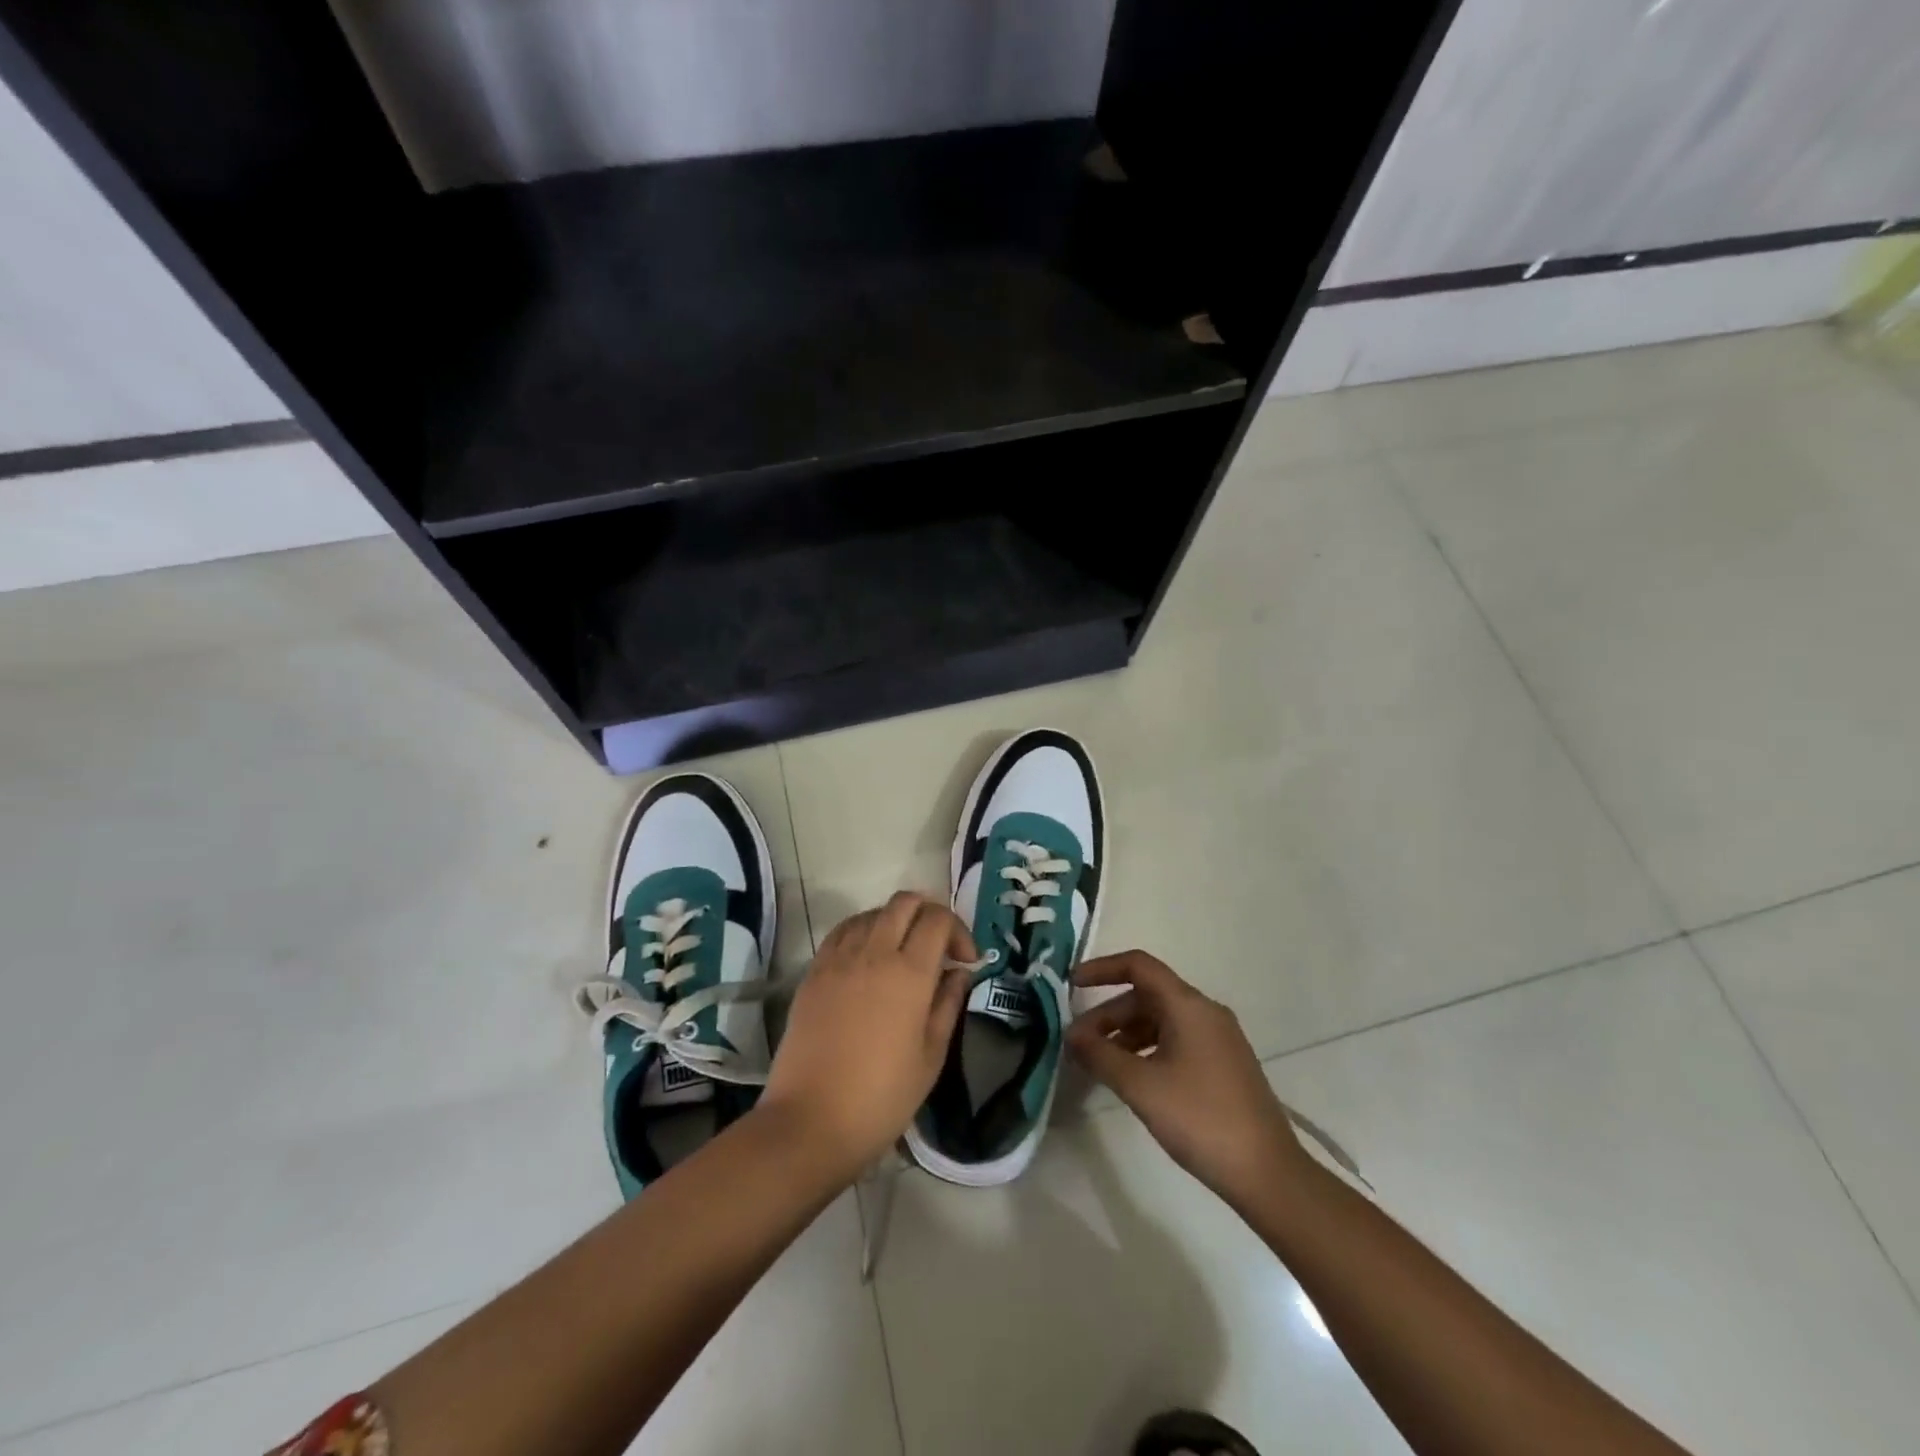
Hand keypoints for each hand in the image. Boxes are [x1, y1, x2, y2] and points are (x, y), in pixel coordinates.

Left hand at [760, 892, 974, 1184]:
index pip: (938, 920)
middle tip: (938, 946)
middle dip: (929, 913)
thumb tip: (959, 972)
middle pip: (905, 902)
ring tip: (903, 952)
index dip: (958, 931)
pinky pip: (843, 931)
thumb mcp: (931, 1056)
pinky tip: (868, 959)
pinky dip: (863, 931)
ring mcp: (839, 959)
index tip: (965, 960)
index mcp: (910, 973)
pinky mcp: (814, 971)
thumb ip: (948, 1004)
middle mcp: (874, 952)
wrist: (811, 1121)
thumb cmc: (882, 1097)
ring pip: (872, 912)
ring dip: (895, 920)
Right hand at [1067, 951, 1307, 1208]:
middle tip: (1078, 1043)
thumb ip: (1100, 1055)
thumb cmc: (1200, 1119)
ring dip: (1125, 1034)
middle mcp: (1205, 1012)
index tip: (1071, 985)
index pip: (1139, 966)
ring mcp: (1218, 1039)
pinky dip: (1147, 1049)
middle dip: (1108, 1014)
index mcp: (1188, 1005)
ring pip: (1161, 1020)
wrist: (1268, 1174)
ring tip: (1099, 1063)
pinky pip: (1176, 1041)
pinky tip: (1133, 1078)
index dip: (1102, 969)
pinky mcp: (1223, 1065)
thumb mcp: (1141, 1086)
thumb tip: (1071, 1034)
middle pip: (1147, 996)